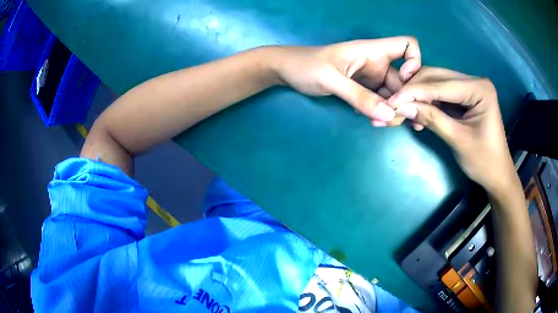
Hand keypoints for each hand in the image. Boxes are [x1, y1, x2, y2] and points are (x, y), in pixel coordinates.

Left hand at [272, 37, 420, 125]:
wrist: (285, 71)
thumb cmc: (305, 66)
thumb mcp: (331, 79)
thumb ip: (359, 96)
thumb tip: (389, 115)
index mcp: (372, 51)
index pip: (407, 45)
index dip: (415, 62)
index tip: (407, 83)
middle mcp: (376, 63)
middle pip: (405, 79)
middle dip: (404, 99)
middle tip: (395, 121)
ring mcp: (370, 77)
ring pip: (393, 93)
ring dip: (392, 110)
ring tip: (382, 125)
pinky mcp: (362, 89)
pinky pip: (380, 101)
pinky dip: (380, 111)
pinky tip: (372, 121)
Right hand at [388, 67, 515, 193]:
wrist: (497, 174)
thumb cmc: (484, 161)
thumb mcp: (458, 140)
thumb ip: (432, 119)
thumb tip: (402, 107)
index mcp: (479, 89)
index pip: (441, 85)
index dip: (414, 92)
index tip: (391, 101)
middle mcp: (474, 81)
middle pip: (436, 77)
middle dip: (414, 90)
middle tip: (394, 105)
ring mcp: (470, 88)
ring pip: (436, 83)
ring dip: (419, 96)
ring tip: (405, 112)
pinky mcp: (465, 97)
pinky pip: (441, 94)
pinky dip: (427, 103)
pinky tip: (418, 114)